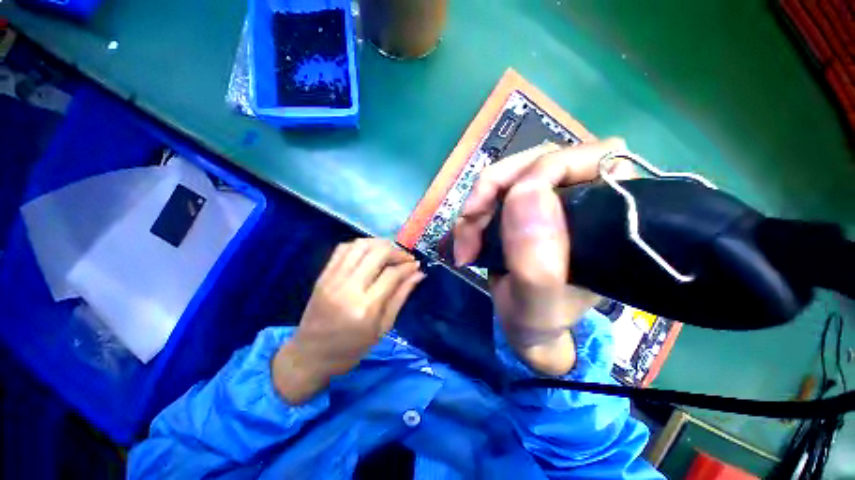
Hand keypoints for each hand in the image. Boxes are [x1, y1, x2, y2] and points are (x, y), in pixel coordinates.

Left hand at [273, 238, 424, 403]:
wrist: (310, 355)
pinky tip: (370, 252)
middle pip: (377, 253)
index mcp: (366, 307)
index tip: (416, 265)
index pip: (392, 274)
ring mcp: (333, 279)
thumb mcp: (383, 328)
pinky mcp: (323, 275)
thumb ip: (401, 296)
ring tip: (390, 252)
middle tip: (406, 258)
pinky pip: (343, 248)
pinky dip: (360, 245)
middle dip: (397, 251)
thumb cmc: (351, 349)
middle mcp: (348, 288)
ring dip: (380, 244)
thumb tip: (418, 274)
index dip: (408, 266)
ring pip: (360, 246)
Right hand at [453, 139, 636, 374]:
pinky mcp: (518, 206)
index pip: (592, 159)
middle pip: (535, 161)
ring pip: (506, 176)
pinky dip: (472, 213)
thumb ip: (536, 264)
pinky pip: (490, 193)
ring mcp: (545, 199)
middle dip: (494, 190)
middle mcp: (581, 198)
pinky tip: (465, 240)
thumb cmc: (539, 319)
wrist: (522, 325)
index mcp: (607, 217)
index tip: (506, 207)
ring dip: (477, 206)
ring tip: (465, 245)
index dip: (545, 170)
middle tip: (470, 226)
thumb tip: (525, 194)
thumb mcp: (538, 306)